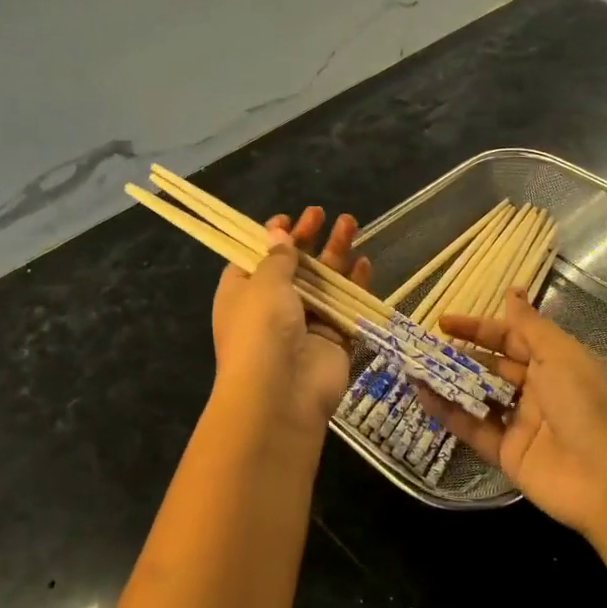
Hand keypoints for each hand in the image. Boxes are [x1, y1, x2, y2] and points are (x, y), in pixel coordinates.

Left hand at [211, 206, 370, 434]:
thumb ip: (278, 258)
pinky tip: (364, 263)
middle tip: (322, 213)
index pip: (256, 259)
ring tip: (351, 224)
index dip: (272, 238)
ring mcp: (303, 324)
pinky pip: (344, 307)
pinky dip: (354, 285)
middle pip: (294, 267)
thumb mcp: (264, 283)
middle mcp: (271, 307)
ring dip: (335, 254)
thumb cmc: (261, 329)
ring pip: (323, 283)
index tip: (288, 218)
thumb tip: (277, 233)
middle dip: (308, 239)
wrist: (281, 394)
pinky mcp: (332, 339)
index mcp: (242, 293)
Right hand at [418, 293, 606, 536]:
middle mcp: (537, 390)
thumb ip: (529, 326)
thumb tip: (513, 291)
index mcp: (555, 362)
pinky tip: (422, 397)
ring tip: (413, 368)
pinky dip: (448, 413)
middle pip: (491, 367)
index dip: (479, 329)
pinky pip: (472, 428)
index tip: (443, 321)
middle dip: (459, 356)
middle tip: (421, 346)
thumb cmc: (587, 404)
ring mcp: (520, 423)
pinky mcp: (506, 454)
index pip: (510, 338)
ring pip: (478, 397)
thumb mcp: (560, 355)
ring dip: (448, 383)